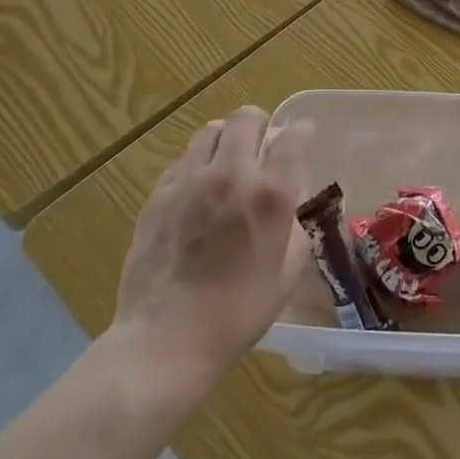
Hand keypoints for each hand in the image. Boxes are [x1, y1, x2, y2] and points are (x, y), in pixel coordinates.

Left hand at [110, 107, 306, 380]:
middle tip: (262, 143)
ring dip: (225, 138)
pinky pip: (182, 161)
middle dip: (260, 124)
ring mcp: (189, 182)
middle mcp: (231, 174)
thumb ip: (294, 227)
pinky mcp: (158, 196)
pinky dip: (196, 165)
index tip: (301, 137)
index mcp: (271, 193)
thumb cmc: (238, 313)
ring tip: (228, 160)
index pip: (292, 136)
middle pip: (246, 118)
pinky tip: (198, 190)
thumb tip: (288, 207)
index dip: (300, 131)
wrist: (166, 340)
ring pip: (210, 131)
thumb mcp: (287, 272)